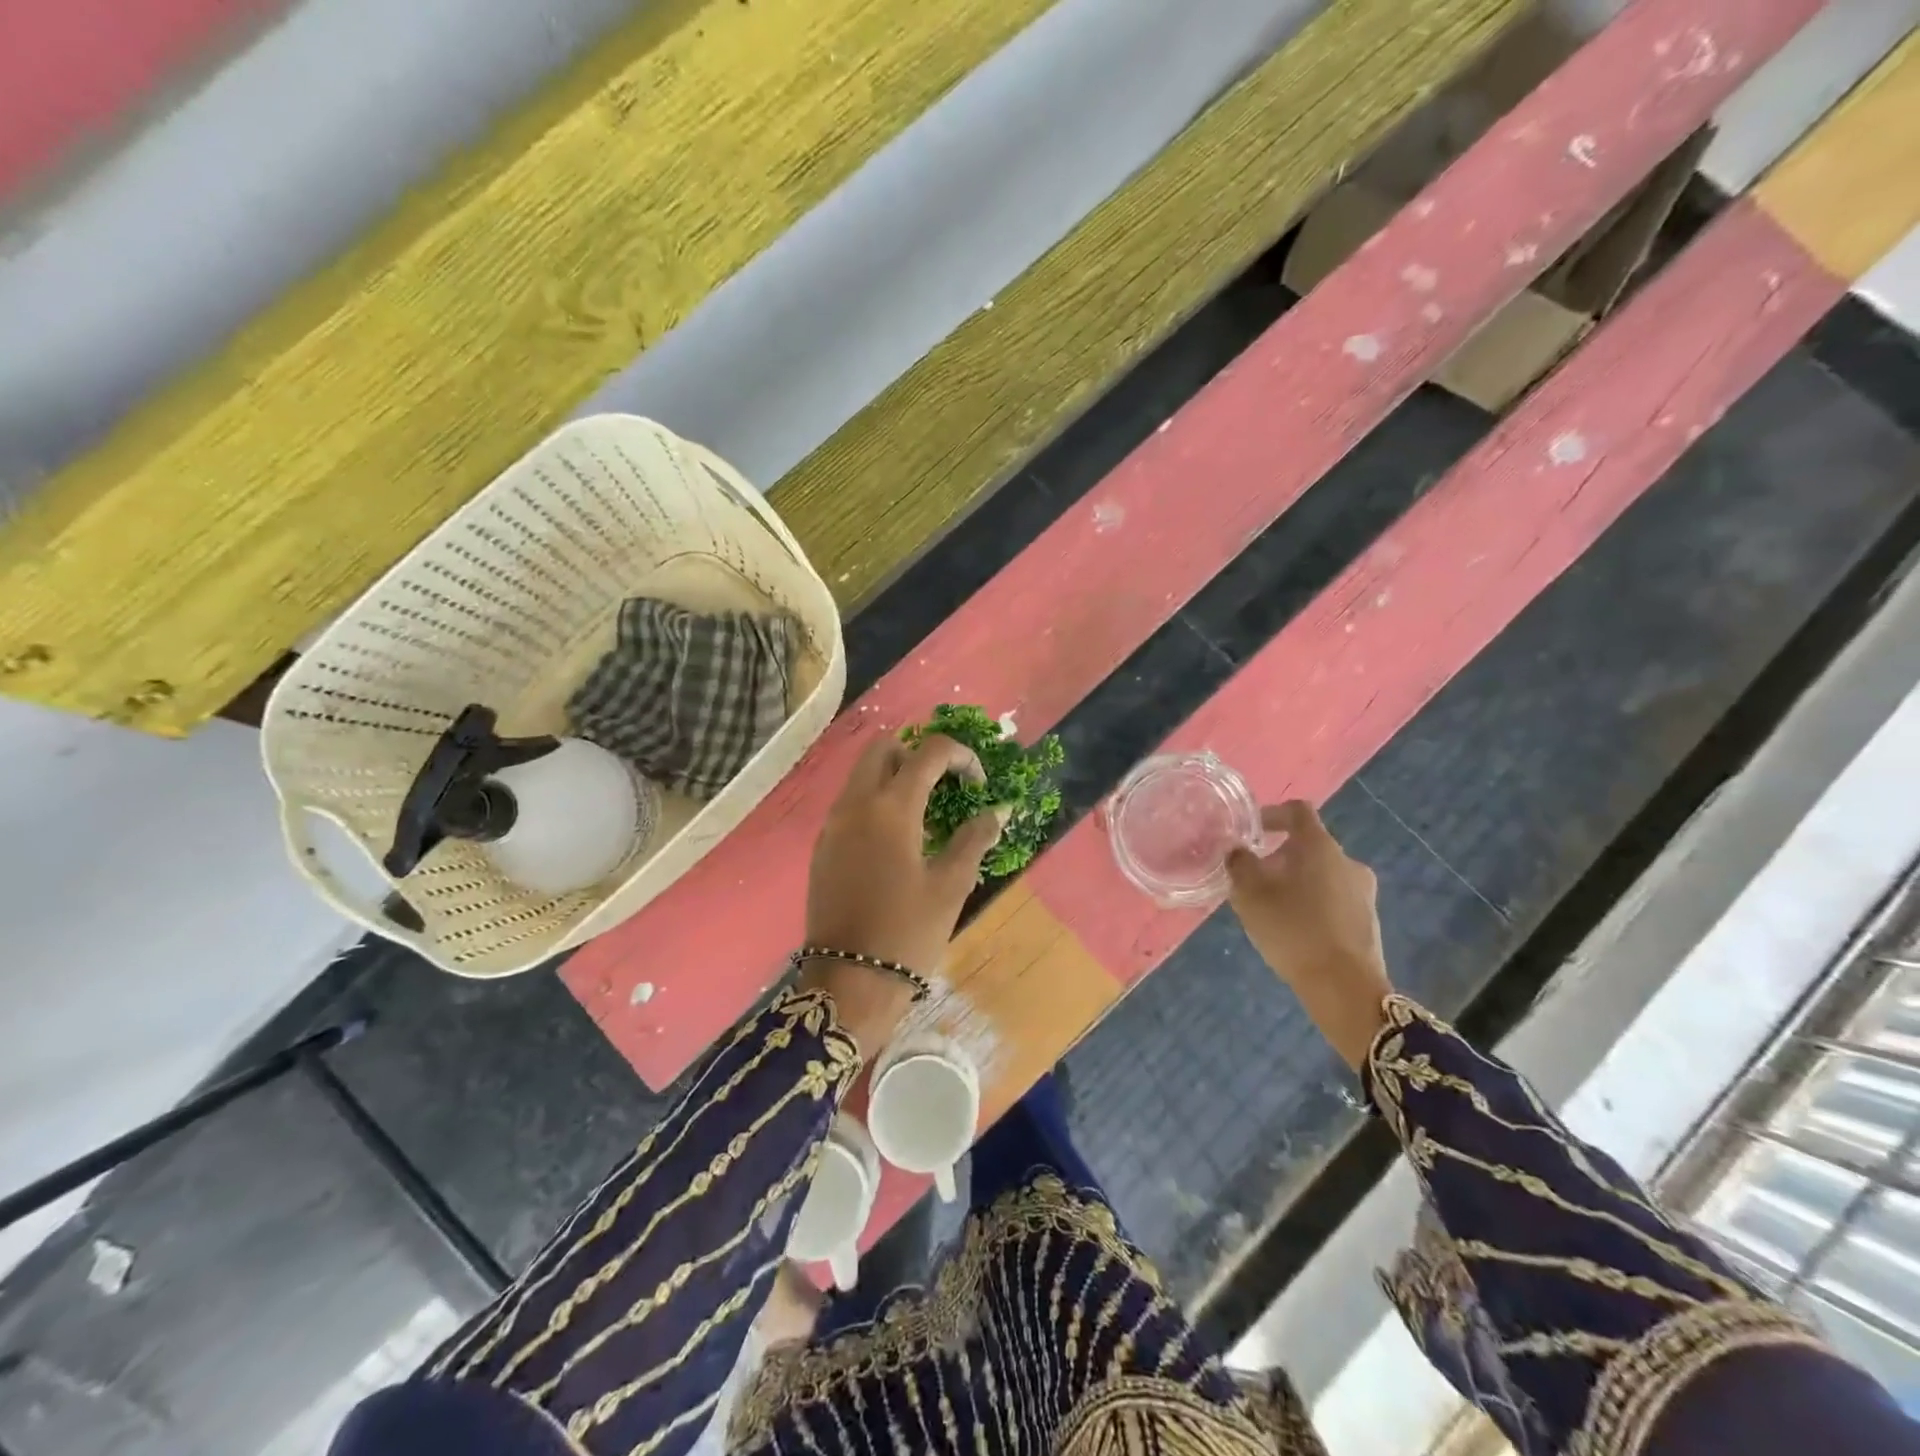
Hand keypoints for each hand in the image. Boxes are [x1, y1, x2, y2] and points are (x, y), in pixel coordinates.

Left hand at [804, 732, 1004, 1055]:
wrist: (849, 982)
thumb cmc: (907, 932)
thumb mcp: (951, 885)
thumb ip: (975, 839)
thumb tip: (997, 811)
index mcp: (891, 807)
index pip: (930, 751)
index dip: (962, 757)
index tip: (979, 786)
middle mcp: (856, 803)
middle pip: (884, 747)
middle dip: (919, 753)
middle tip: (946, 785)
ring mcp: (833, 823)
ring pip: (862, 773)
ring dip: (895, 775)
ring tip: (926, 812)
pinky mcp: (823, 845)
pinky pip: (851, 802)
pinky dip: (876, 800)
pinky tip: (898, 839)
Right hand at [1226, 800, 1392, 1069]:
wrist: (1344, 988)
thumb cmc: (1293, 930)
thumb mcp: (1250, 895)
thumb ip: (1240, 865)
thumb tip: (1237, 850)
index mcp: (1320, 847)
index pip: (1298, 811)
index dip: (1272, 814)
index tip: (1251, 830)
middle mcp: (1347, 862)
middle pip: (1309, 846)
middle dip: (1279, 856)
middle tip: (1253, 877)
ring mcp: (1362, 892)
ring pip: (1321, 874)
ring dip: (1295, 881)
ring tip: (1269, 907)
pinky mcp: (1367, 921)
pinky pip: (1333, 899)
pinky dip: (1311, 903)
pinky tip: (1293, 929)